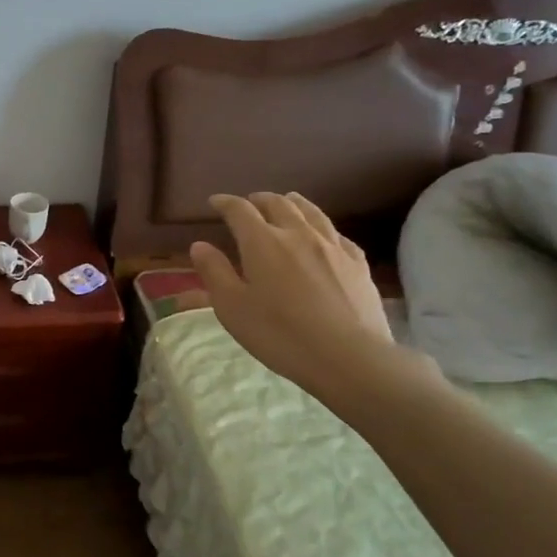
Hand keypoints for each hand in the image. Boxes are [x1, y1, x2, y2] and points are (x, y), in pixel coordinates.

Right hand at [189, 192, 409, 403]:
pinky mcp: (357, 263)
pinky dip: (321, 227)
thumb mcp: (232, 308)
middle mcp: (298, 234)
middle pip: (277, 204)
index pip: (240, 210)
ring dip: (293, 203)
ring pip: (311, 212)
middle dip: (259, 199)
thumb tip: (199, 245)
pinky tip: (323, 235)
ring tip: (286, 201)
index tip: (215, 202)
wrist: (347, 357)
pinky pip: (336, 234)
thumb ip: (214, 272)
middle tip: (249, 203)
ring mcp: (332, 246)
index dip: (225, 203)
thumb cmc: (280, 334)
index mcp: (262, 242)